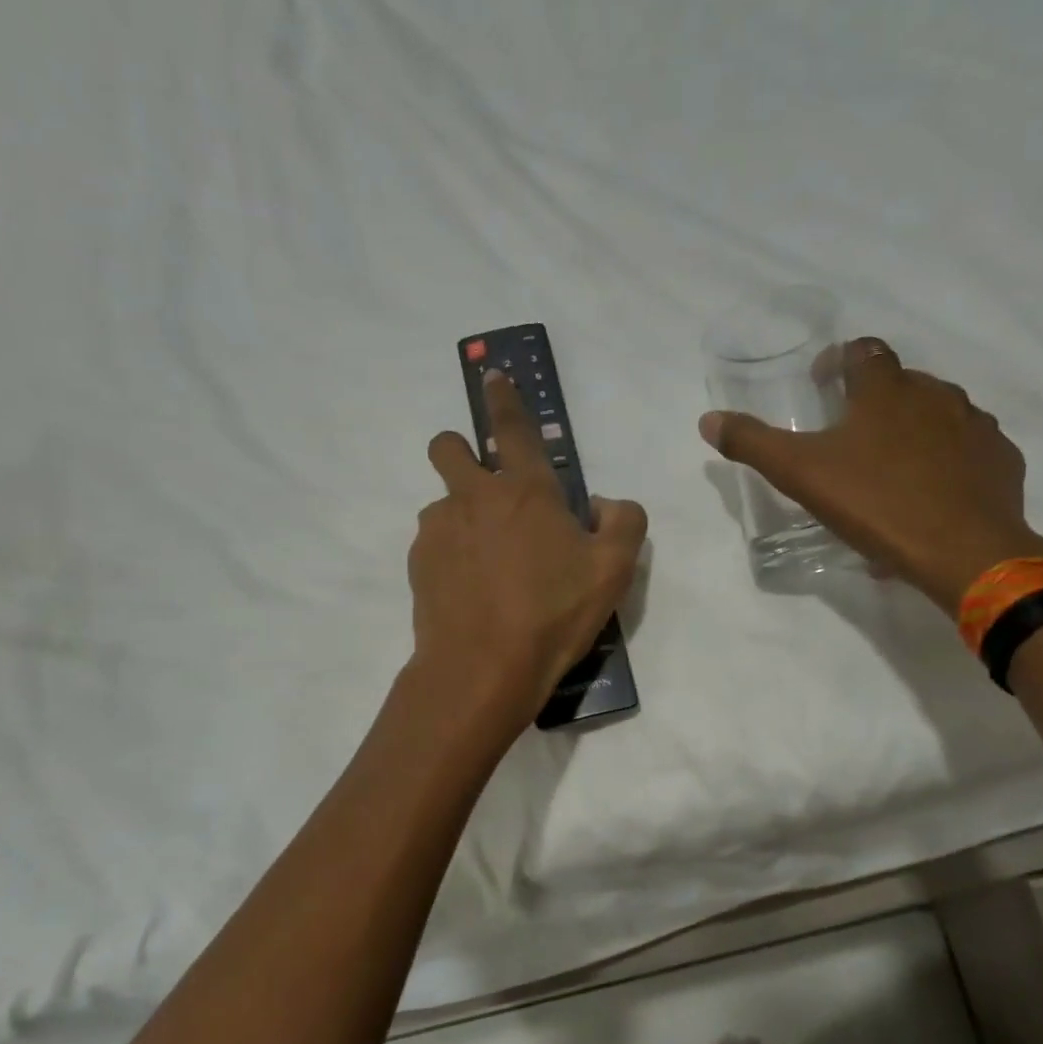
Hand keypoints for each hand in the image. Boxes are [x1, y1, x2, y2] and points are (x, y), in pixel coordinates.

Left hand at [411, 372, 647, 727]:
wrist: (482, 667)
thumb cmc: (553, 613)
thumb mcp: (614, 569)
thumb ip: (623, 521)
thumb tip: (603, 503)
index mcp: (526, 490)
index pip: (512, 427)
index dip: (503, 397)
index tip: (491, 376)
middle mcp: (474, 497)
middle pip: (448, 447)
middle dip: (459, 449)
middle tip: (484, 486)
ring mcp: (439, 529)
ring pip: (442, 503)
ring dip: (462, 517)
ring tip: (489, 566)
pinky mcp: (418, 563)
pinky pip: (433, 544)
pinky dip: (450, 556)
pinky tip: (470, 592)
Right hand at [699, 337, 1042, 615]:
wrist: (964, 551)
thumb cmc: (876, 504)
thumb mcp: (801, 475)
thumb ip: (753, 443)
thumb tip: (708, 419)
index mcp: (886, 390)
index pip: (863, 351)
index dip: (839, 362)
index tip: (823, 385)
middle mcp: (936, 394)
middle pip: (901, 382)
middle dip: (875, 400)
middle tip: (852, 438)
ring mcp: (975, 425)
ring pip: (939, 414)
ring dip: (913, 429)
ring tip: (892, 470)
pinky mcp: (1001, 459)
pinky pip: (969, 449)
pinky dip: (948, 460)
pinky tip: (933, 493)